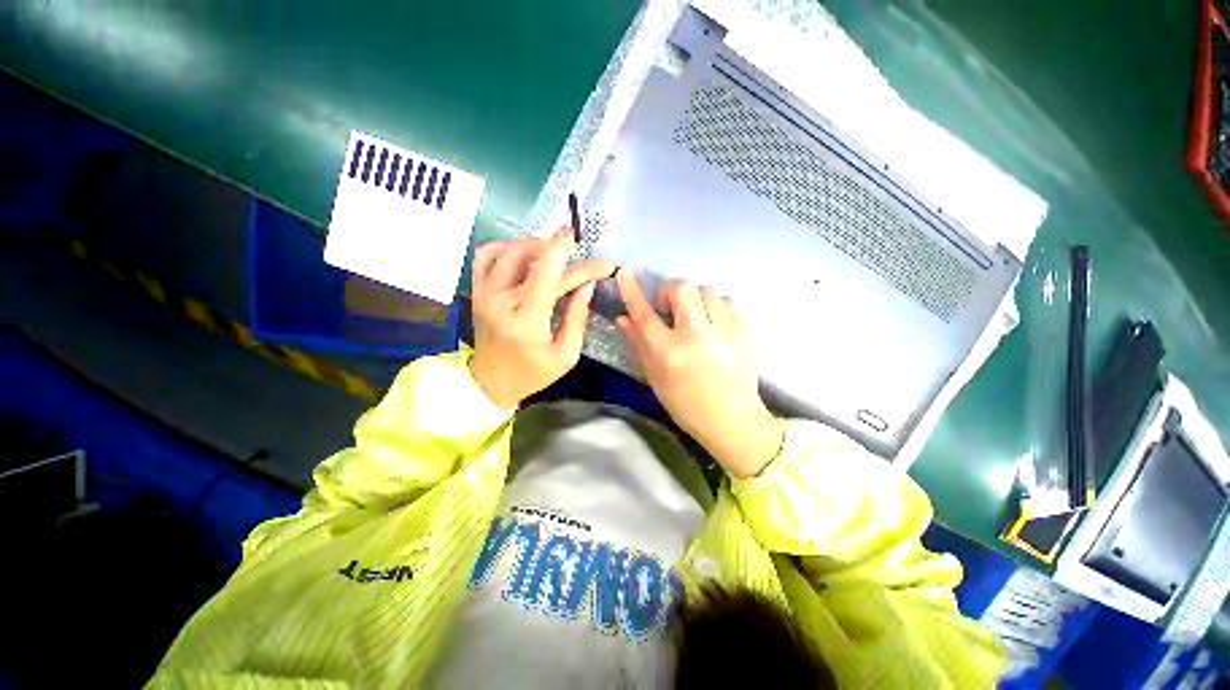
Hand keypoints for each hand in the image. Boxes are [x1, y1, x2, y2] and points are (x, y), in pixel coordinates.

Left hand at [469, 229, 614, 409]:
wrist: (491, 382)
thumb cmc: (532, 373)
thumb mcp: (565, 355)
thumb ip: (577, 317)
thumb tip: (588, 285)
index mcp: (526, 321)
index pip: (550, 276)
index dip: (579, 263)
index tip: (600, 259)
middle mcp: (501, 300)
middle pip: (531, 257)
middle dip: (561, 250)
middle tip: (578, 257)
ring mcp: (485, 293)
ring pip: (509, 250)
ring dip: (536, 245)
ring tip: (554, 255)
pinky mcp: (477, 290)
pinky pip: (487, 255)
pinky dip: (507, 247)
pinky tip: (524, 255)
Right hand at [615, 270, 782, 477]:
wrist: (732, 419)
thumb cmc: (685, 403)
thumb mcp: (655, 377)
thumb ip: (639, 344)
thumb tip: (624, 317)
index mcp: (669, 353)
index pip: (645, 314)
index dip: (633, 291)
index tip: (625, 273)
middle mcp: (696, 337)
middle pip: (682, 288)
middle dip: (671, 291)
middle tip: (670, 307)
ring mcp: (726, 332)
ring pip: (708, 290)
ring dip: (696, 299)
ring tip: (696, 316)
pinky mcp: (747, 332)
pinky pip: (729, 302)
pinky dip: (717, 307)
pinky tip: (715, 324)